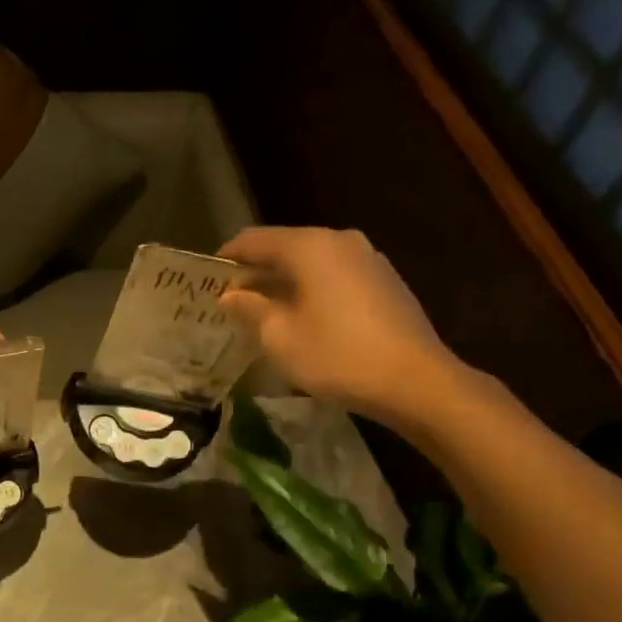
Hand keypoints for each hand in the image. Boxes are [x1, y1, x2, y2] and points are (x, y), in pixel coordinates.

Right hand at [219, 227, 463, 430]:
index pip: (253, 240)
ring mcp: (367, 259)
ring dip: (284, 283)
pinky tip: (303, 319)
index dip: (226, 258)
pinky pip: (334, 276)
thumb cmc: (337, 356)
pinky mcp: (385, 281)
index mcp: (309, 247)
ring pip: (311, 262)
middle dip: (255, 272)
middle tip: (231, 301)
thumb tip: (230, 294)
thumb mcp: (279, 337)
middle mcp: (339, 240)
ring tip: (263, 313)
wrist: (415, 382)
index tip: (206, 281)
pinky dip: (312, 290)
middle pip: (284, 247)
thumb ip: (250, 308)